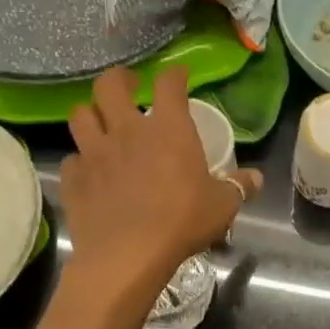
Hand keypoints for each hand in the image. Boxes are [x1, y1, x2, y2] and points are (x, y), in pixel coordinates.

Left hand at [60, 67, 260, 296]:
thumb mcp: (223, 205)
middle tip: (128, 84)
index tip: (179, 75)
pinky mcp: (74, 178)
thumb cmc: (182, 221)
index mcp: (168, 129)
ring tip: (101, 121)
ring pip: (80, 115)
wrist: (128, 254)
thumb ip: (239, 187)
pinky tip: (91, 171)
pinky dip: (81, 160)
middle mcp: (127, 131)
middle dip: (118, 79)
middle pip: (109, 86)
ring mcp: (95, 153)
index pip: (169, 84)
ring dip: (91, 113)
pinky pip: (73, 159)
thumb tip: (256, 179)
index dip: (175, 74)